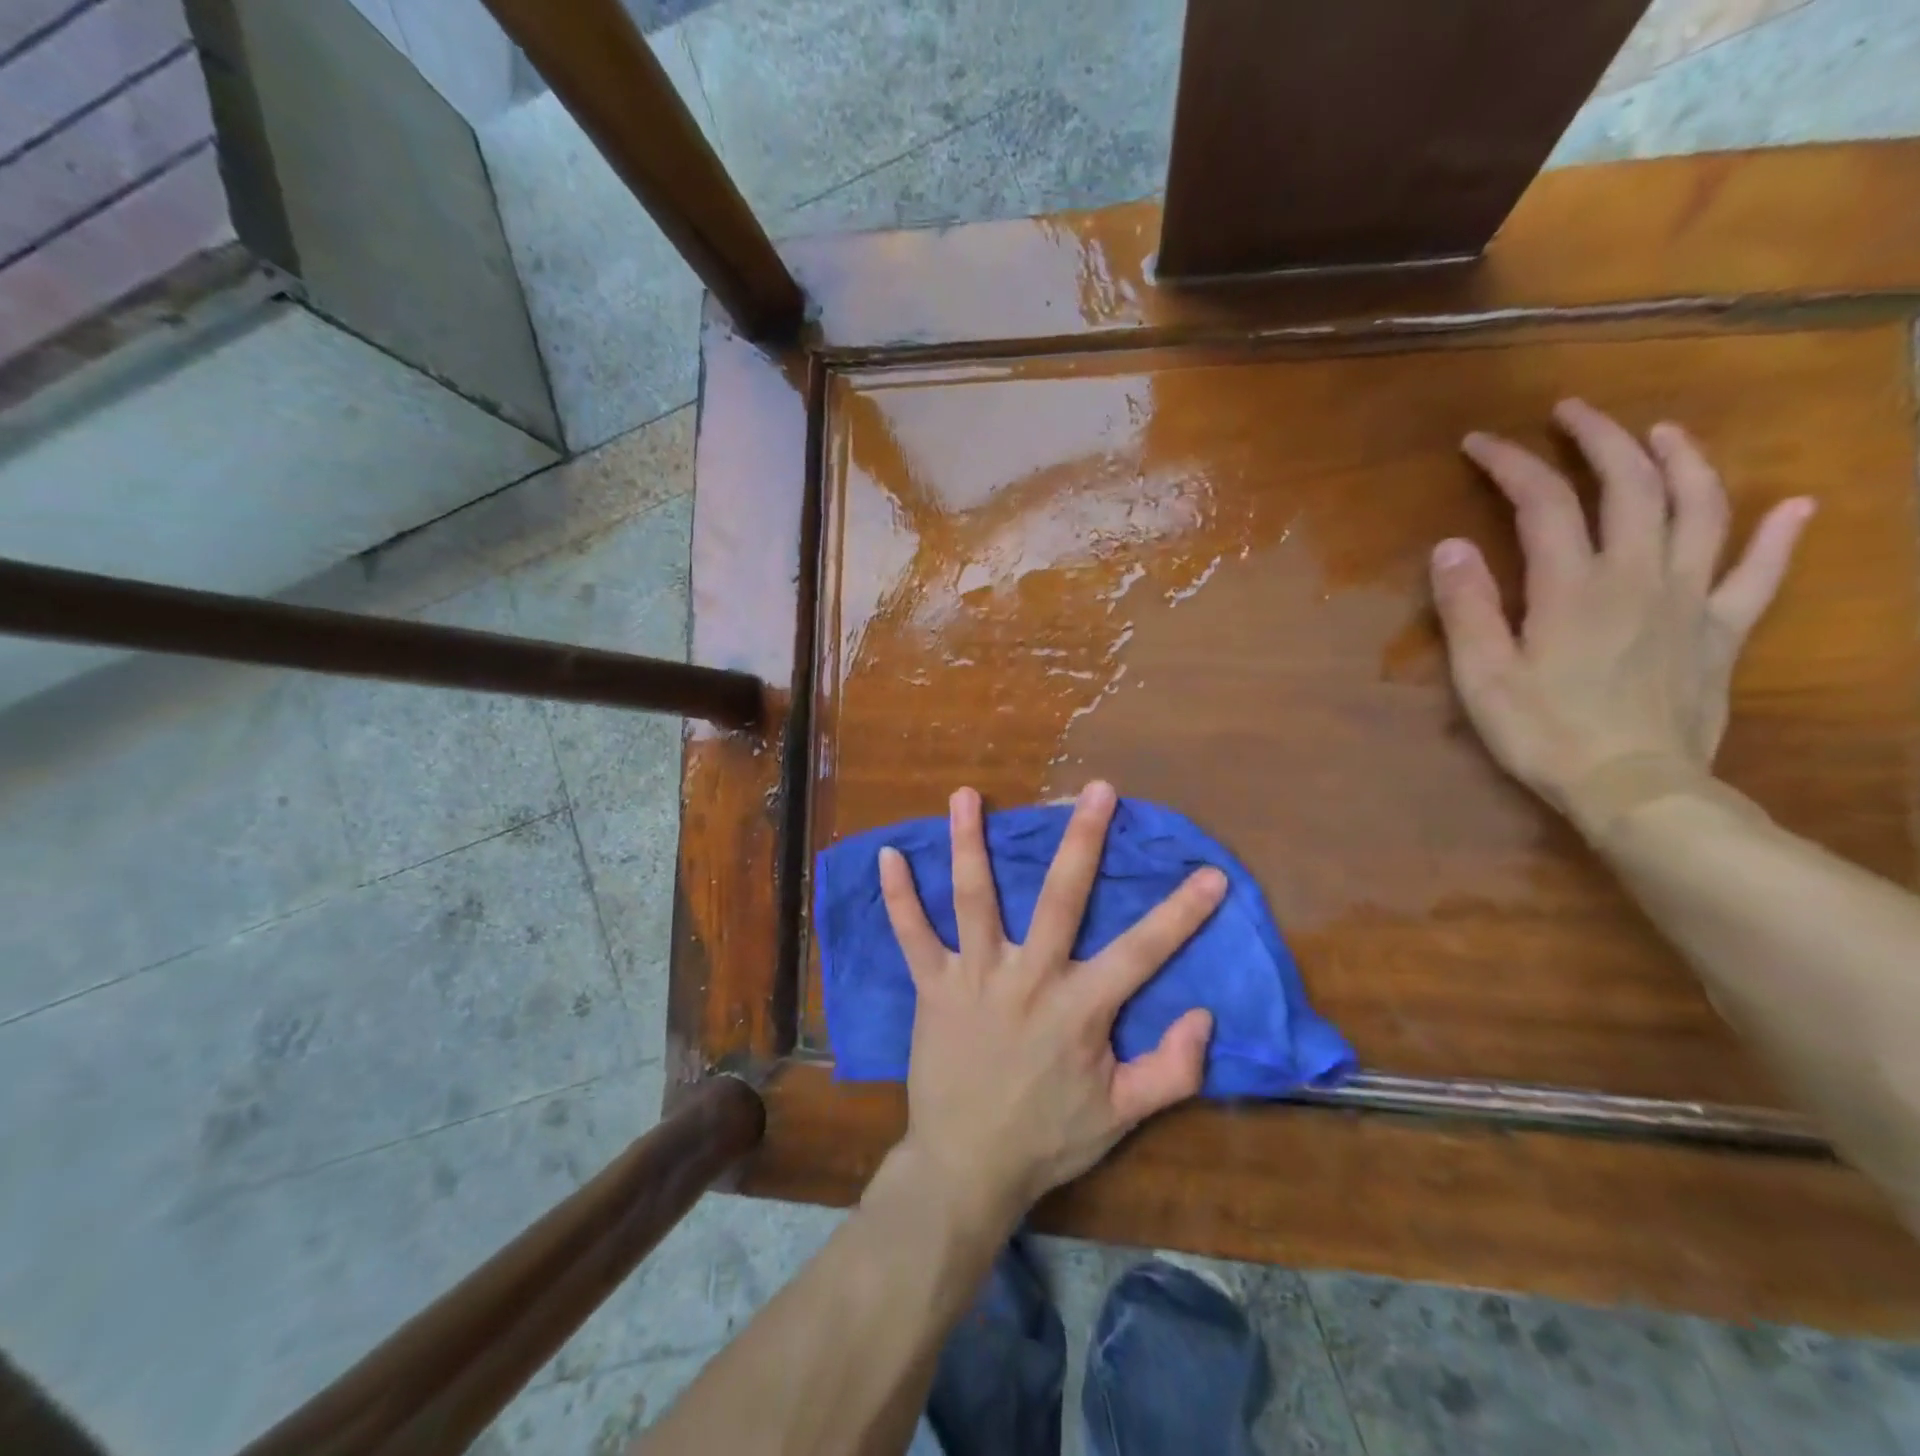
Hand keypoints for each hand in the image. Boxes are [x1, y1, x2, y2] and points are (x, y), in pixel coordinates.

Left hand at [878, 781, 1224, 1225]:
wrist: (966, 1167)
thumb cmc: (1047, 1138)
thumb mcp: (1121, 1116)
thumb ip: (1171, 1071)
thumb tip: (1205, 1016)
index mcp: (1080, 1008)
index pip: (1142, 951)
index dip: (1181, 913)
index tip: (1210, 873)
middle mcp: (1029, 978)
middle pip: (1061, 898)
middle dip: (1082, 840)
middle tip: (1096, 789)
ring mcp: (976, 977)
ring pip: (975, 899)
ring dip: (970, 844)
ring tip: (966, 795)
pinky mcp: (933, 986)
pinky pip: (912, 936)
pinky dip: (899, 897)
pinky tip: (888, 855)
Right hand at [1431, 398, 1814, 833]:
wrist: (1634, 787)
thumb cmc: (1545, 733)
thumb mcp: (1483, 675)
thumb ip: (1467, 607)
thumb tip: (1451, 545)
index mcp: (1572, 585)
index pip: (1542, 502)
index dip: (1511, 463)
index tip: (1481, 443)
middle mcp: (1638, 574)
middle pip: (1630, 484)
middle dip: (1599, 438)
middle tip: (1571, 412)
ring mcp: (1690, 598)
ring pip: (1701, 508)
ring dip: (1683, 461)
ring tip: (1663, 433)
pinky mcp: (1722, 631)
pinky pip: (1761, 573)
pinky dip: (1781, 535)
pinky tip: (1798, 507)